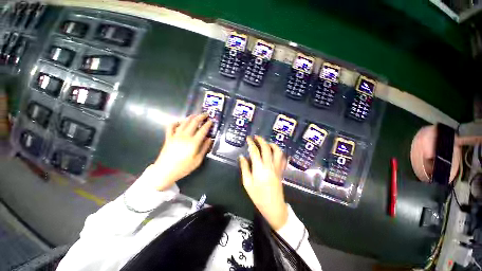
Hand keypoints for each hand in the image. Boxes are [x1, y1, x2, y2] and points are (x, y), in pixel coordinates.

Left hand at [153, 114, 212, 190]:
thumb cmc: (184, 167)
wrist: (165, 171)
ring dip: (191, 117)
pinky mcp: (168, 137)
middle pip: (194, 122)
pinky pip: (171, 126)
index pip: (203, 129)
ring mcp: (175, 135)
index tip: (211, 121)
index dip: (208, 124)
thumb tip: (210, 139)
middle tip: (206, 114)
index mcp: (193, 142)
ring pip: (184, 122)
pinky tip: (180, 122)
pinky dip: (176, 122)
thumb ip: (204, 148)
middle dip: (201, 117)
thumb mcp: (198, 160)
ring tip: (196, 115)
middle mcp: (185, 136)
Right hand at [239, 135, 287, 229]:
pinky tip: (275, 152)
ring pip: (277, 151)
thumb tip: (242, 157)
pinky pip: (282, 158)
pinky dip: (279, 153)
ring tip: (266, 143)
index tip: (248, 138)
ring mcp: (277, 167)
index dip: (251, 143)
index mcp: (259, 168)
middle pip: (266, 148)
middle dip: (261, 140)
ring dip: (272, 144)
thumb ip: (244, 168)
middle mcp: (269, 165)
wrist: (273, 206)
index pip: (255, 151)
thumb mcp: (247, 183)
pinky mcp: (281, 171)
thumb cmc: (258, 196)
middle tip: (256, 137)